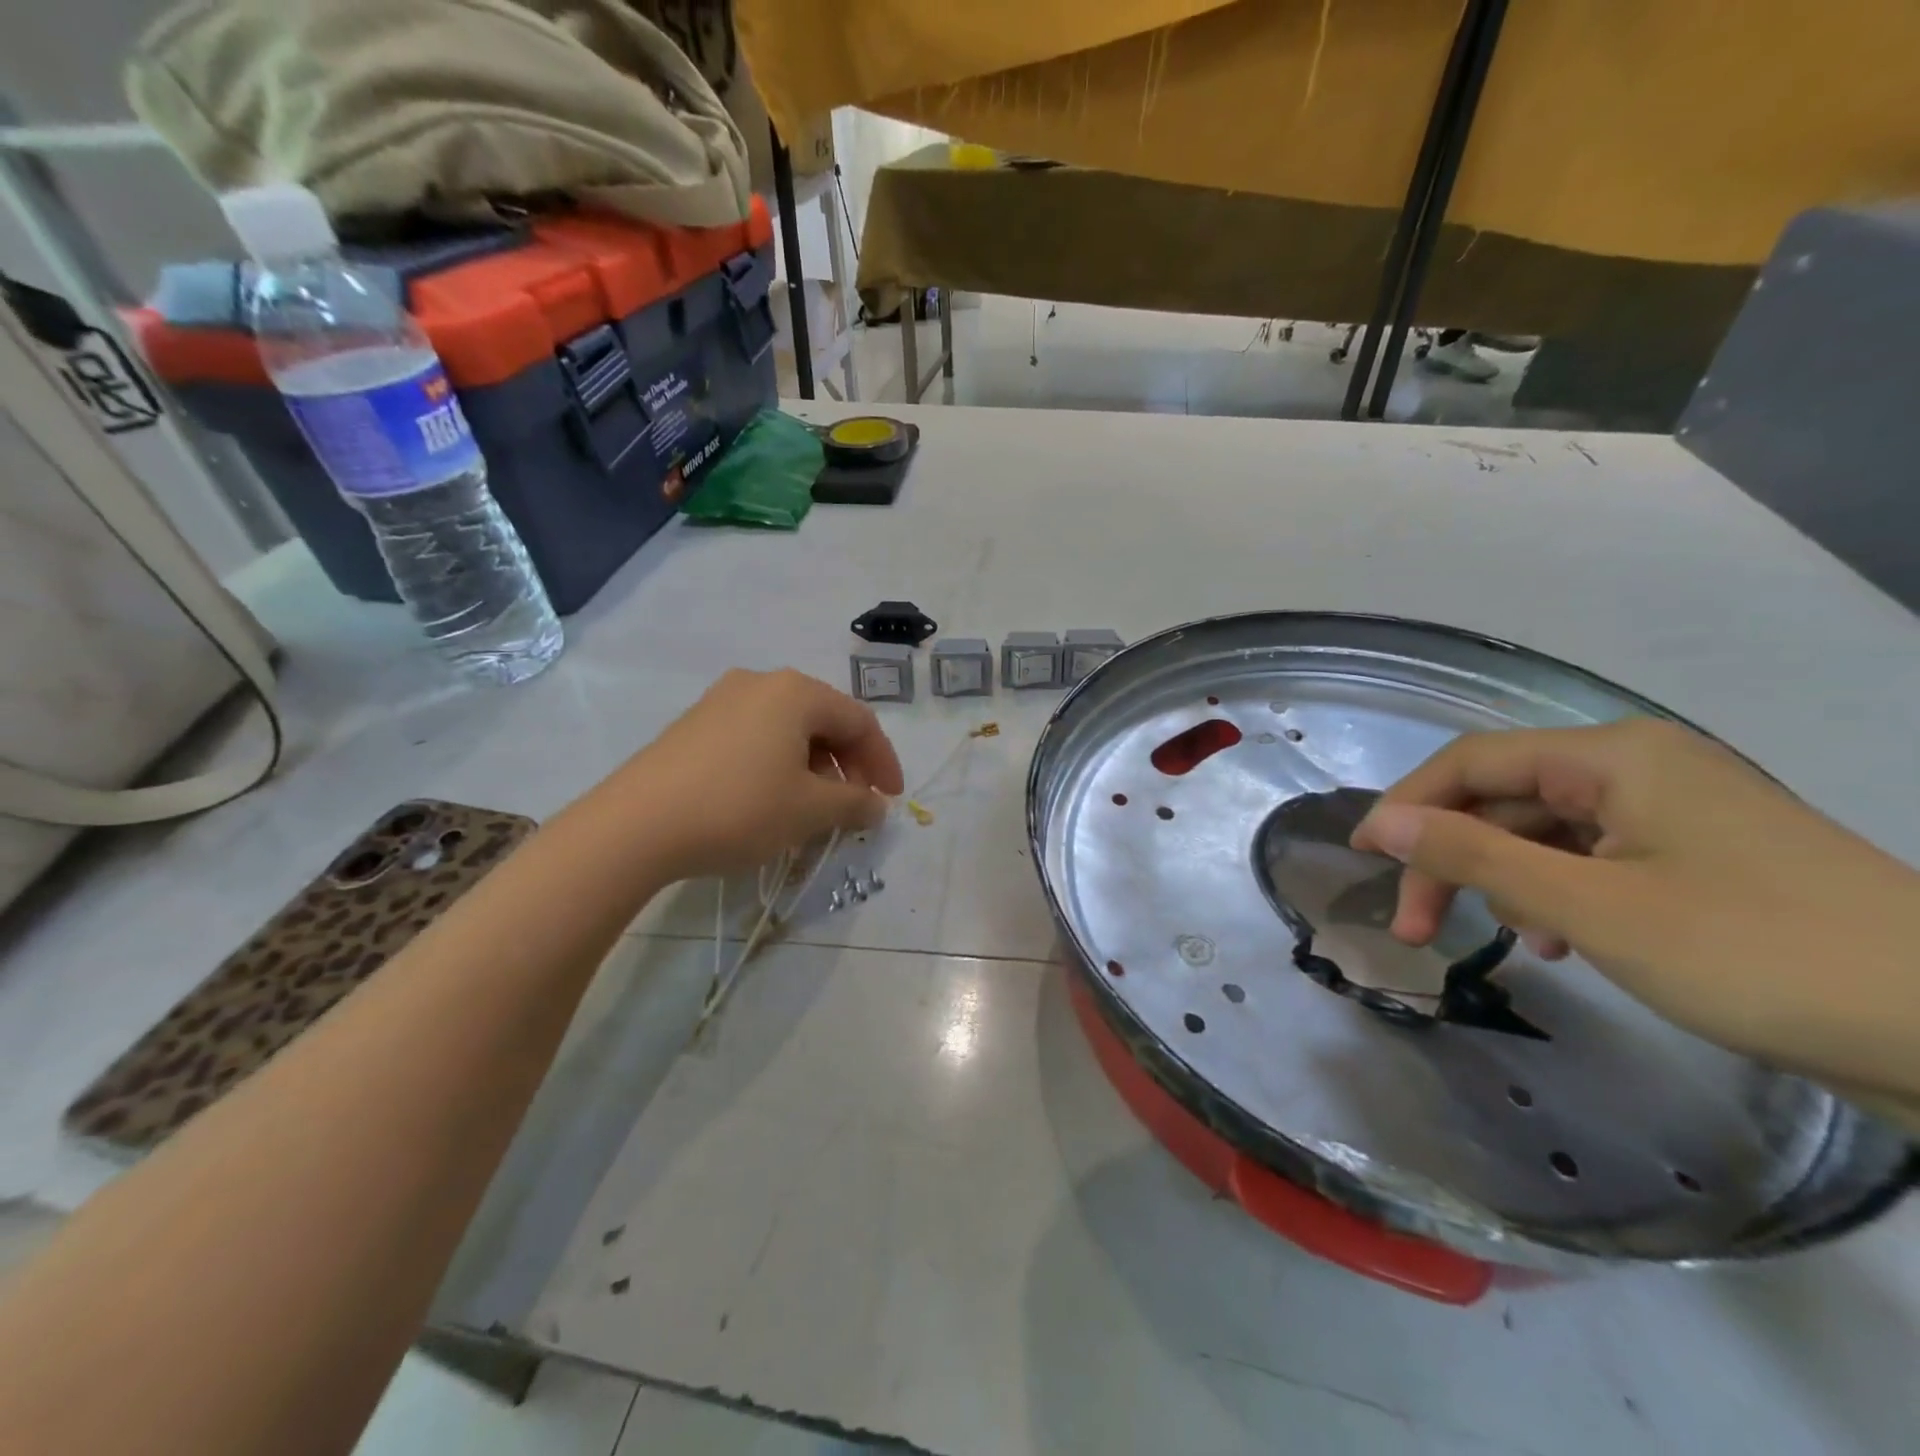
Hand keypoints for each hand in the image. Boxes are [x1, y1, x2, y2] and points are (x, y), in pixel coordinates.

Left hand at [604, 669, 903, 879]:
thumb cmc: (738, 808)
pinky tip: (771, 800)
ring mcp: (722, 700)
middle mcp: (760, 683)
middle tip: (853, 806)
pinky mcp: (695, 725)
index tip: (891, 800)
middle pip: (823, 720)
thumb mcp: (809, 810)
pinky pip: (755, 737)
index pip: (859, 721)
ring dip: (813, 767)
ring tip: (813, 809)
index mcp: (796, 692)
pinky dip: (778, 765)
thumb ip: (854, 804)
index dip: (883, 762)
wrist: (635, 825)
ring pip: (788, 729)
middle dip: (847, 765)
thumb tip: (876, 804)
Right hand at [1350, 719, 1919, 1104]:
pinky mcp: (1699, 858)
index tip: (1362, 858)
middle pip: (1504, 799)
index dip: (1405, 805)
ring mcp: (1673, 813)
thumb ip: (1472, 855)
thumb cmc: (1756, 954)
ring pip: (1544, 833)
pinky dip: (1556, 895)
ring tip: (1501, 942)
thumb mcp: (1589, 907)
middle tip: (1417, 928)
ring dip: (1502, 881)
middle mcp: (1638, 768)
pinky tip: (1558, 942)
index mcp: (1613, 757)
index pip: (1470, 762)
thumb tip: (1381, 823)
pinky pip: (1592, 860)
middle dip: (1451, 859)